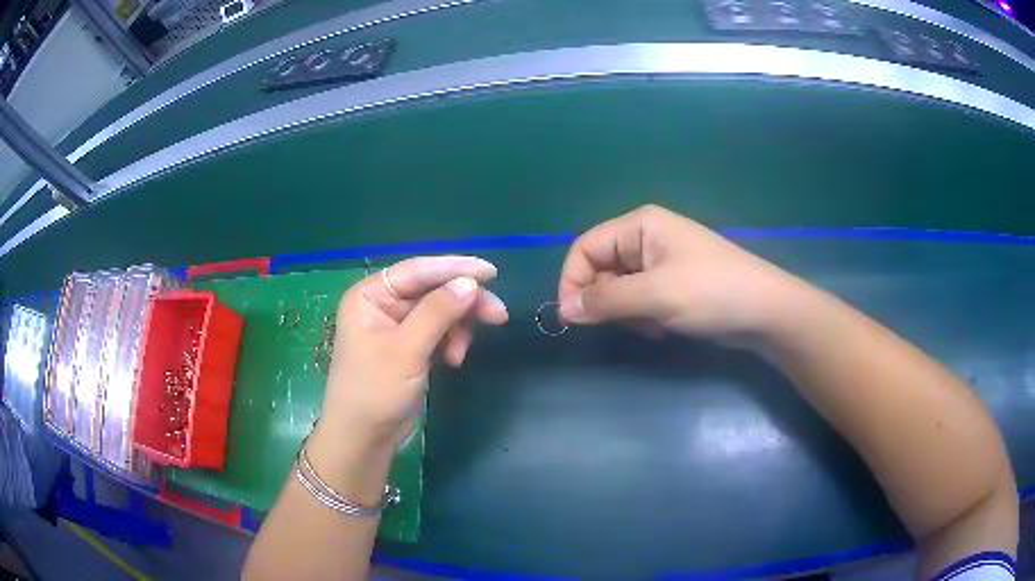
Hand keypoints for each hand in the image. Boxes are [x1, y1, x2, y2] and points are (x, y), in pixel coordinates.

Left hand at [320, 256, 508, 447]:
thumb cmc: (375, 390)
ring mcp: (397, 326)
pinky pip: (439, 331)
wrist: (364, 437)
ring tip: (461, 353)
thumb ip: (437, 313)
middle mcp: (383, 304)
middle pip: (433, 290)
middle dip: (463, 302)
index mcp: (371, 295)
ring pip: (441, 311)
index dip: (455, 268)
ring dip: (459, 327)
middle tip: (498, 315)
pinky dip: (451, 341)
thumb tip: (471, 283)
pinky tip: (454, 360)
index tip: (492, 272)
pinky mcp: (410, 346)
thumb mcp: (406, 350)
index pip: (418, 271)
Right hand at [558, 205, 807, 340]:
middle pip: (601, 268)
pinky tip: (663, 328)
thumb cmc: (711, 292)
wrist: (764, 311)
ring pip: (619, 288)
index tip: (572, 318)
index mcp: (640, 226)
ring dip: (626, 312)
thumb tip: (563, 310)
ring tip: (652, 326)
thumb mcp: (655, 295)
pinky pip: (639, 299)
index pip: (585, 247)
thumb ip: (605, 301)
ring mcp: (661, 262)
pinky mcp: (672, 284)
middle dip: (606, 301)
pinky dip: (643, 317)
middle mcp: (646, 238)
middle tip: (626, 323)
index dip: (573, 281)